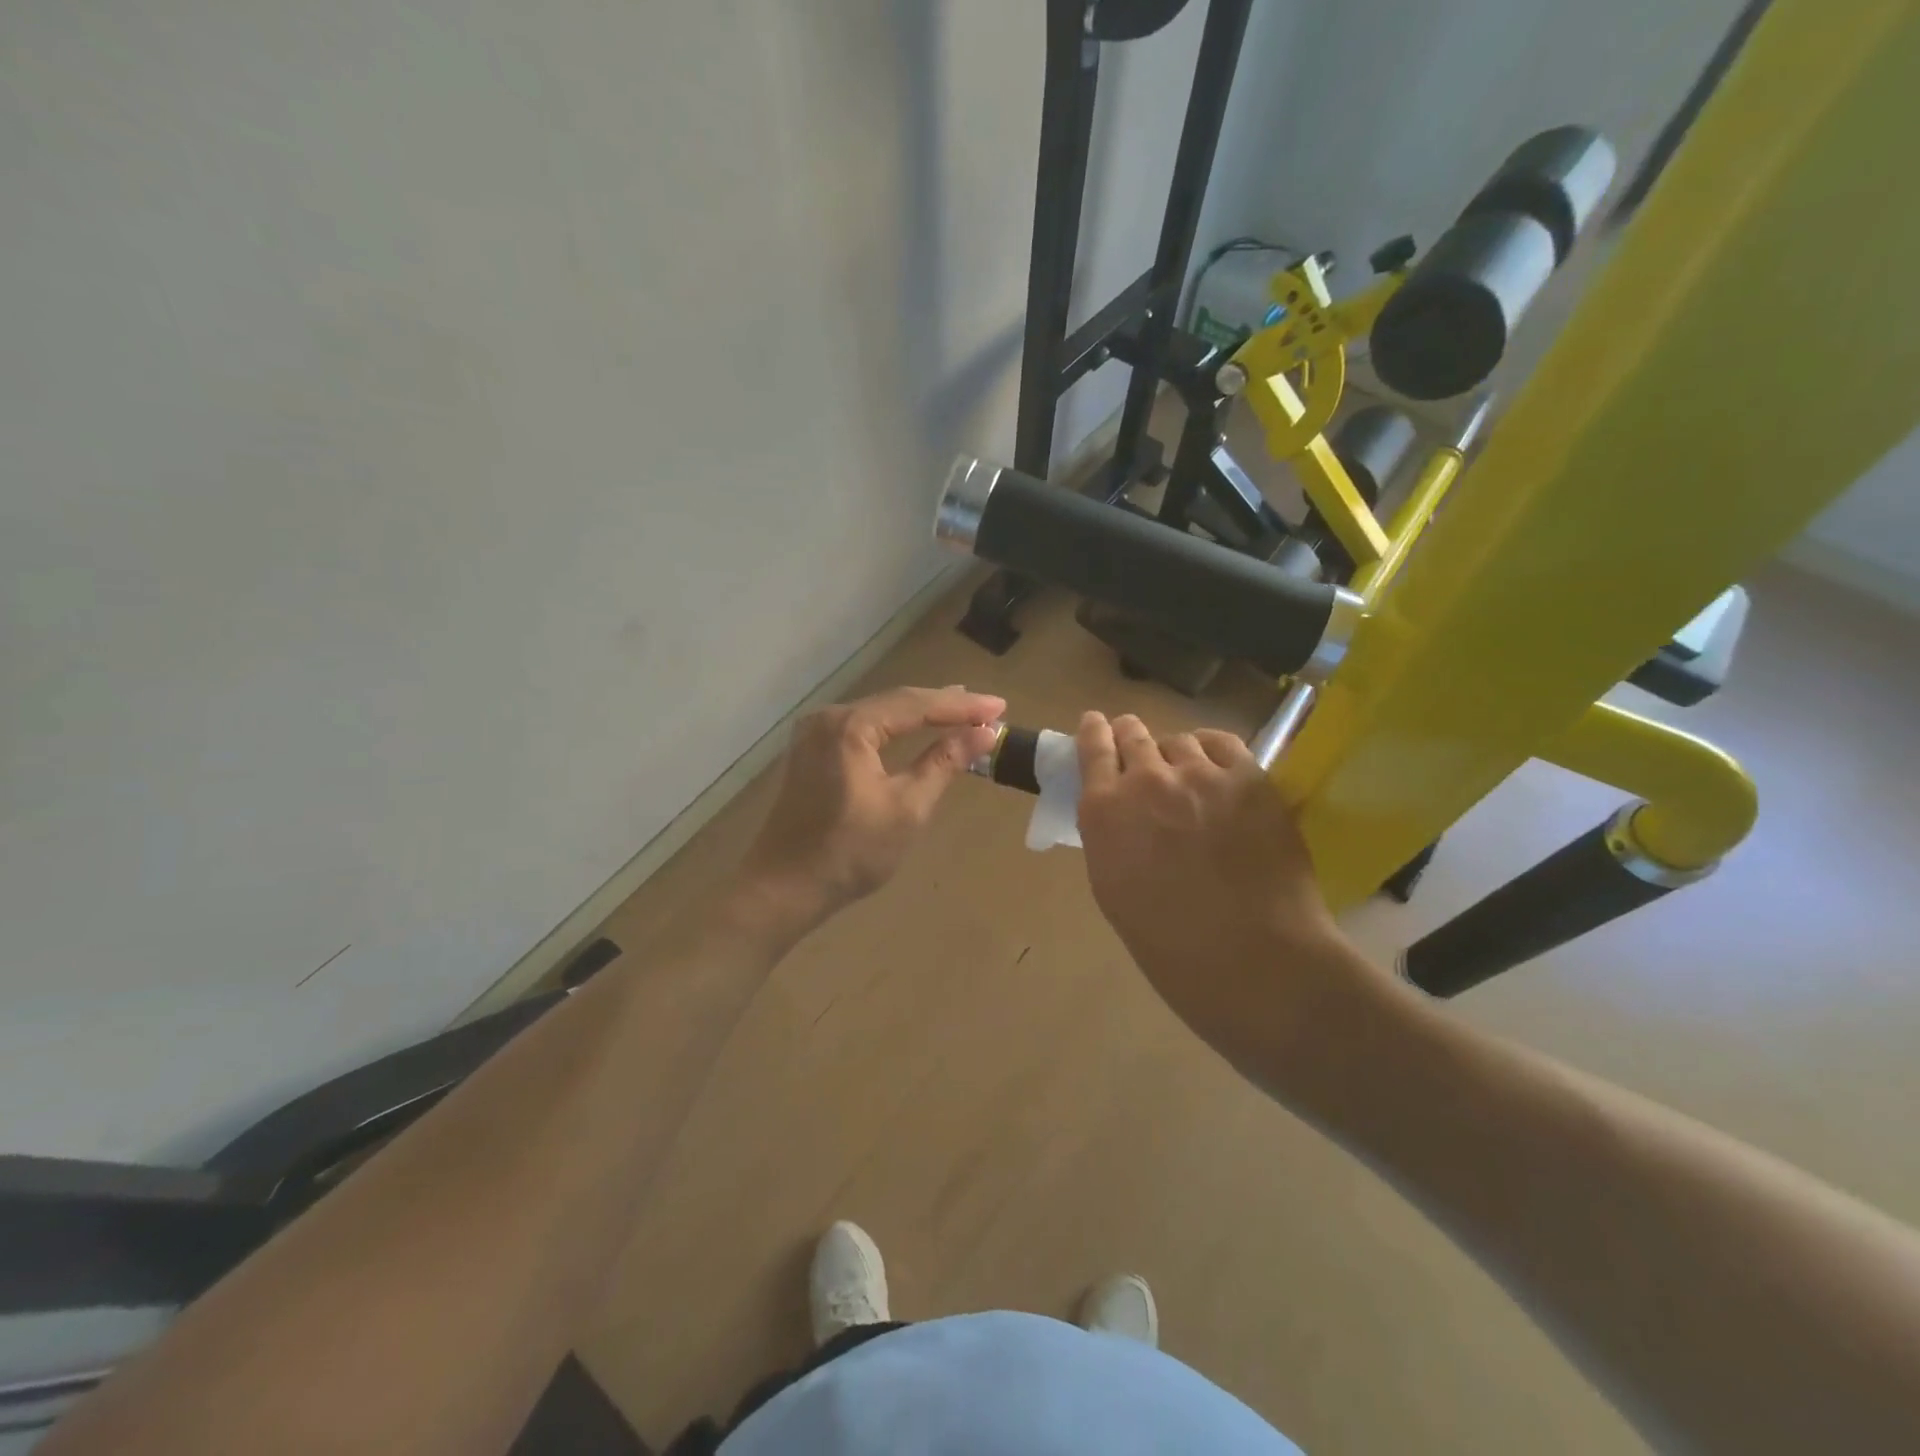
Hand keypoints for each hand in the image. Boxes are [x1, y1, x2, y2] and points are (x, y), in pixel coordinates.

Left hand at [735, 685, 1004, 933]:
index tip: (1000, 706)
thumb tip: (983, 732)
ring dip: (920, 714)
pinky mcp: (811, 750)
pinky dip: (895, 728)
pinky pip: (863, 728)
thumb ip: (944, 763)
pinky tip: (915, 728)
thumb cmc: (850, 853)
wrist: (783, 889)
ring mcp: (815, 733)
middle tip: (987, 708)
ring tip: (961, 711)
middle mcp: (828, 718)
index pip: (916, 704)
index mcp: (850, 726)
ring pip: (879, 713)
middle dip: (942, 705)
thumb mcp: (907, 808)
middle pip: (896, 702)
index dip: (961, 706)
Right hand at [1075, 712, 1367, 1058]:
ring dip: (1174, 752)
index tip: (1095, 724)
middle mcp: (1146, 780)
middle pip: (1133, 734)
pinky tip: (1215, 765)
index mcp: (1104, 811)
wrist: (1251, 958)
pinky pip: (1223, 744)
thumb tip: (1117, 813)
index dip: (1093, 731)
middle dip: (1129, 735)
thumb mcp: (1112, 887)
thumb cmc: (1169, 942)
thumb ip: (1108, 836)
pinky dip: (1212, 749)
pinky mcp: (1249, 778)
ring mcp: (1201, 775)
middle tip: (1135, 744)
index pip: (1091, 748)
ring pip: (1179, 740)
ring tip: (1185, 772)